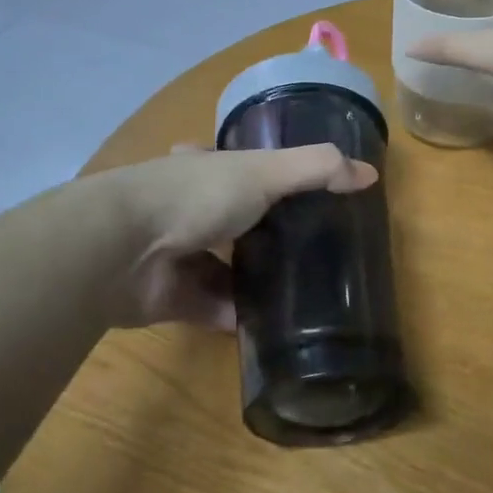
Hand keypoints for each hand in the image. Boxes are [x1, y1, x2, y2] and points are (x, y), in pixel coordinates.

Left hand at [103, 145, 376, 329]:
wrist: (121, 250)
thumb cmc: (194, 196)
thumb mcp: (264, 172)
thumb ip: (316, 169)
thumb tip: (370, 174)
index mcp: (206, 170)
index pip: (236, 165)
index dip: (261, 172)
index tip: (296, 189)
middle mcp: (189, 208)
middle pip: (233, 220)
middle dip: (264, 233)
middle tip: (312, 251)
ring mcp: (179, 255)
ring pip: (226, 268)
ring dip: (256, 280)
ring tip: (305, 294)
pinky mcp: (174, 298)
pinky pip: (216, 308)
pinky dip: (240, 317)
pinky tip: (275, 328)